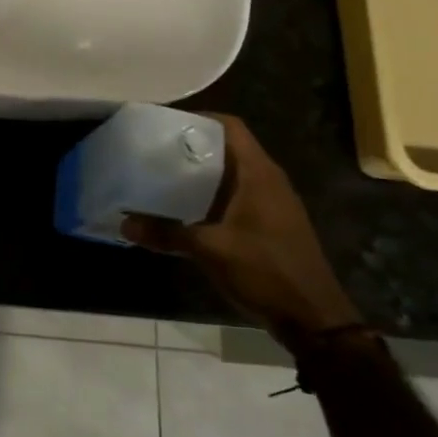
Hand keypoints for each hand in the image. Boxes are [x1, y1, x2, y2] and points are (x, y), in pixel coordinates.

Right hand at [123, 114, 360, 348]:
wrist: (313, 318)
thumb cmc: (265, 271)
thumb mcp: (210, 250)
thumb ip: (166, 234)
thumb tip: (124, 223)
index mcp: (258, 174)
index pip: (230, 126)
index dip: (199, 118)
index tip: (164, 123)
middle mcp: (268, 180)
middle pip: (228, 147)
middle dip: (192, 145)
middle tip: (154, 149)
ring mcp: (272, 203)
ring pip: (231, 173)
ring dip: (201, 172)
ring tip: (162, 174)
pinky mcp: (270, 224)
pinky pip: (236, 195)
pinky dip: (211, 194)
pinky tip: (185, 208)